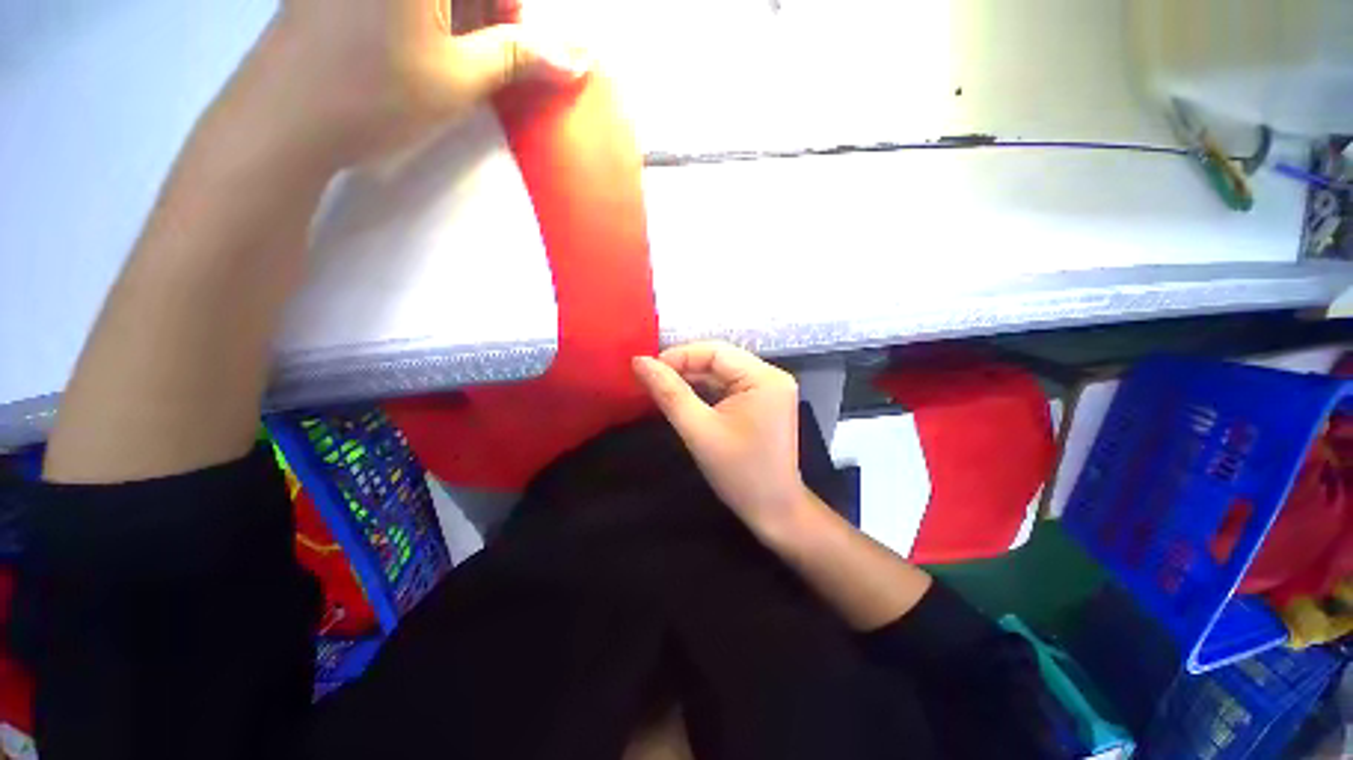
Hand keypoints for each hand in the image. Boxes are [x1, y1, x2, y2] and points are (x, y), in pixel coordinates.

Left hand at [242, 0, 586, 167]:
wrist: (284, 118)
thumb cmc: (375, 94)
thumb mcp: (461, 78)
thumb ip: (522, 58)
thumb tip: (581, 57)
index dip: (510, 8)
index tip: (514, 40)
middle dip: (488, 8)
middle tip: (489, 51)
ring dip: (460, 14)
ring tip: (456, 55)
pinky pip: (407, 0)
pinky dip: (428, 14)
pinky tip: (422, 45)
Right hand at [633, 342, 809, 533]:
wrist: (774, 511)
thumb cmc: (739, 473)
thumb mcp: (699, 430)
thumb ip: (669, 393)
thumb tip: (639, 361)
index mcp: (764, 378)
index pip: (715, 351)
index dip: (679, 356)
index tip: (647, 368)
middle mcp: (772, 375)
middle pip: (720, 359)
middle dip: (684, 367)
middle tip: (650, 379)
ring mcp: (770, 388)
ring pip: (723, 372)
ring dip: (692, 378)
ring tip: (662, 387)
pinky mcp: (764, 401)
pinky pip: (729, 386)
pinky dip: (706, 390)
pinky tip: (684, 396)